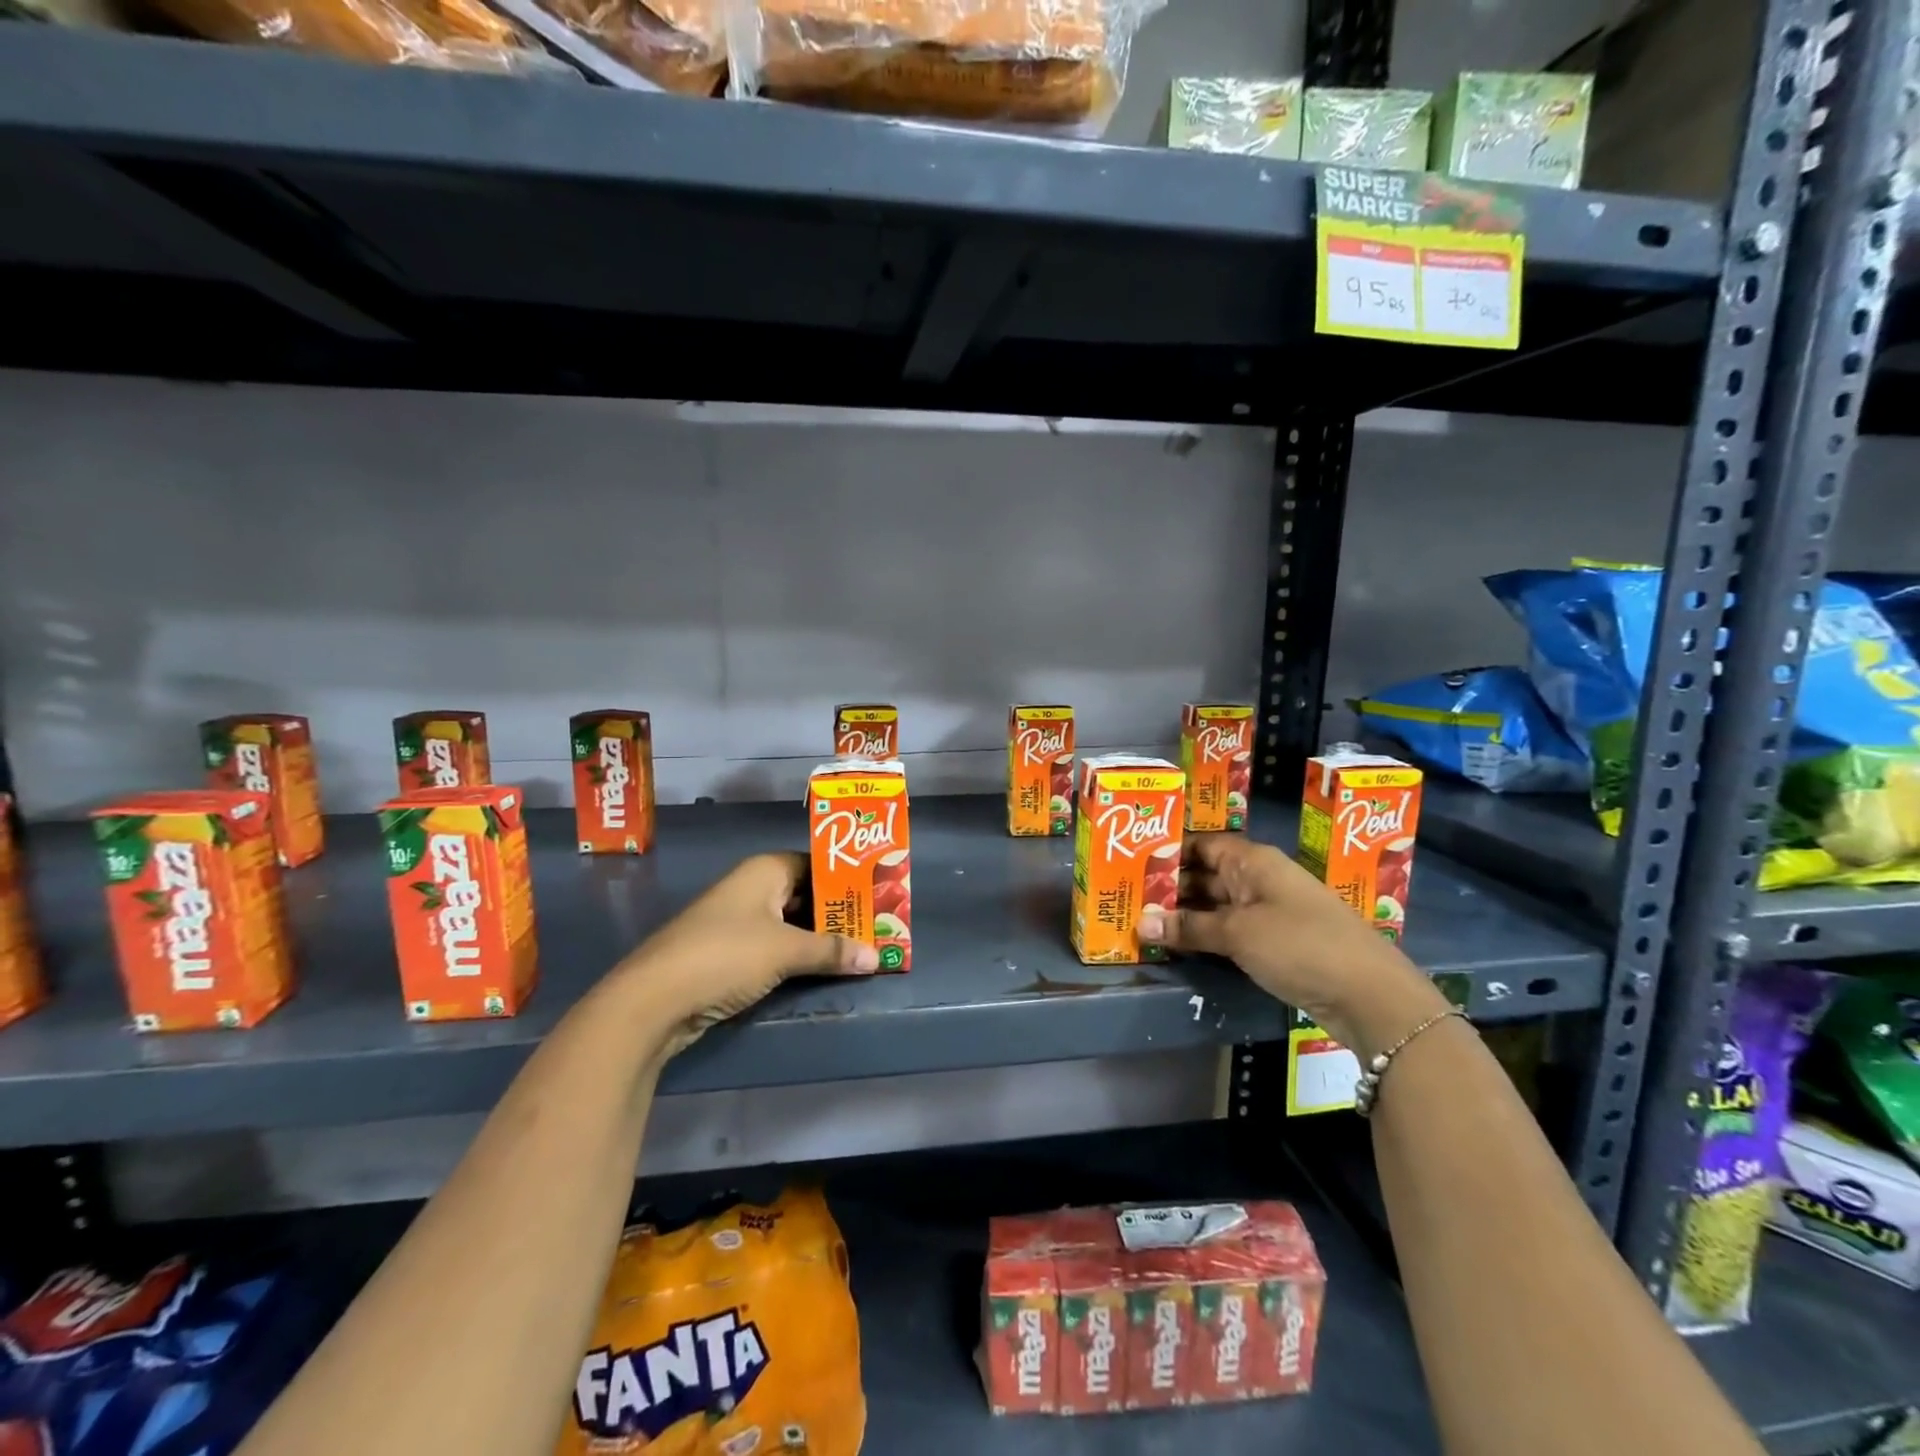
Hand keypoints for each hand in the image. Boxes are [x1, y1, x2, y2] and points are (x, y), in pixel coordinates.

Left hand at [613, 853, 876, 1060]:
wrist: (653, 1000)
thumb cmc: (725, 955)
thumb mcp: (786, 951)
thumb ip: (832, 951)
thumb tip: (876, 956)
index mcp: (765, 870)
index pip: (817, 864)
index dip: (847, 879)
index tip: (879, 894)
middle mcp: (752, 888)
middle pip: (806, 894)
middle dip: (839, 912)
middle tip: (877, 926)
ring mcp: (738, 921)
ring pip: (791, 923)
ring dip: (820, 938)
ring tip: (861, 948)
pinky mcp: (729, 953)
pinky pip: (775, 946)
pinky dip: (799, 955)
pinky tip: (824, 968)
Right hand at [1138, 835, 1446, 1055]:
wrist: (1370, 995)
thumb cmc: (1300, 945)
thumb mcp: (1238, 933)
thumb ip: (1188, 927)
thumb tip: (1140, 924)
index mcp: (1253, 861)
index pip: (1201, 845)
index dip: (1168, 853)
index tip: (1132, 866)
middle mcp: (1260, 879)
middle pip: (1207, 875)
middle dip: (1170, 888)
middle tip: (1128, 901)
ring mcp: (1270, 912)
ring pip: (1217, 906)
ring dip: (1186, 916)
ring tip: (1144, 925)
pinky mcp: (1277, 943)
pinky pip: (1231, 931)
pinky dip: (1206, 937)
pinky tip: (1179, 947)